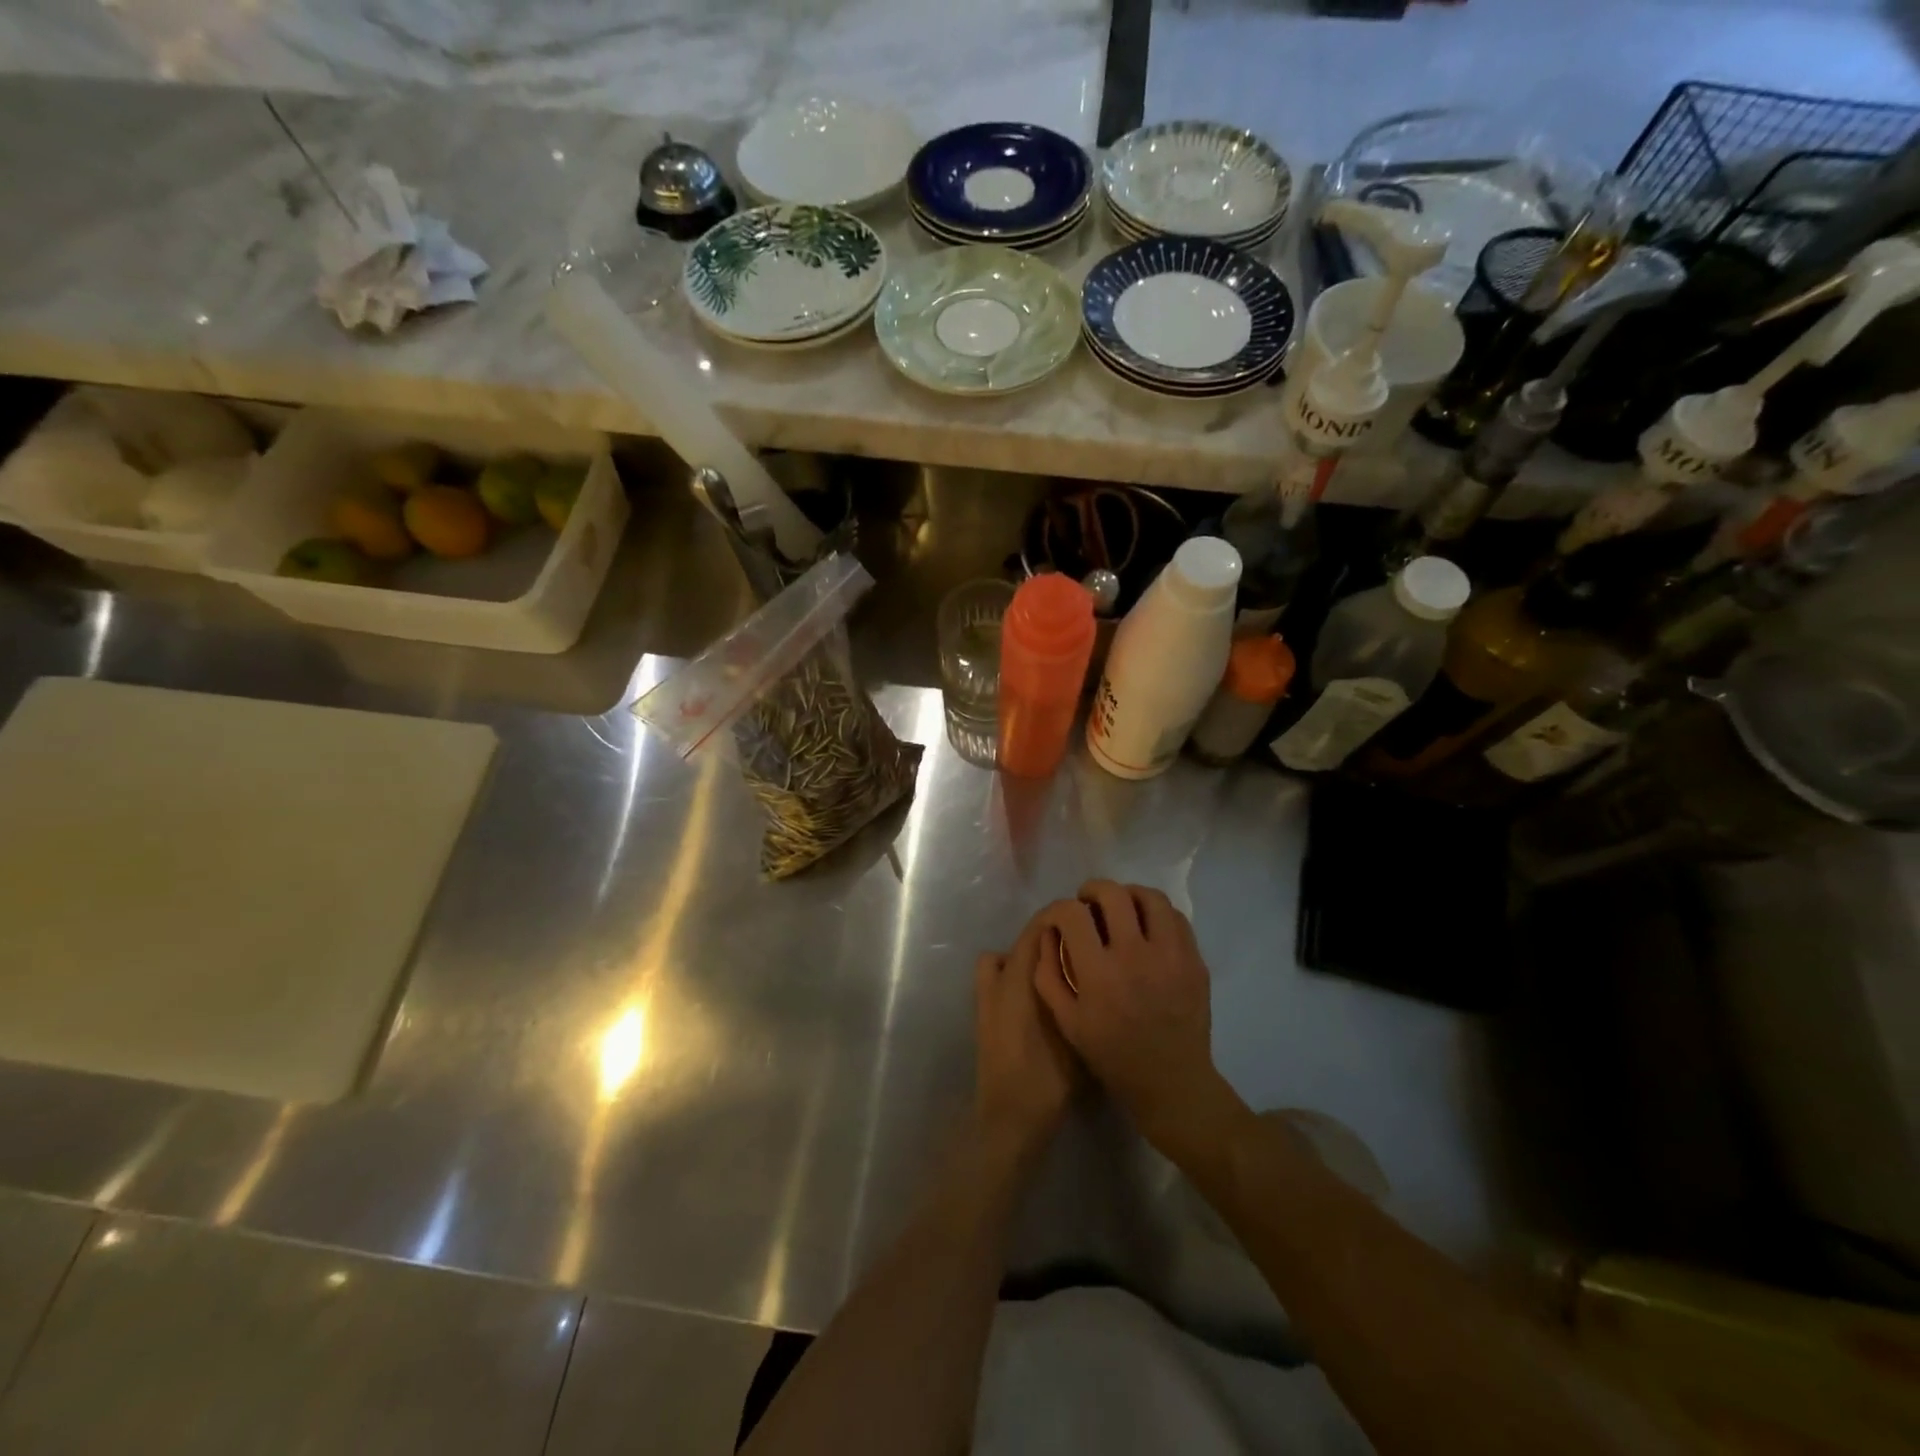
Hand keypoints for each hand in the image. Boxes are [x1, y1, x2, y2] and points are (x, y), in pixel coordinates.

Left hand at [973, 917, 1077, 1162]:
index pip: (1038, 927)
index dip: (1062, 917)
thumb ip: (1078, 992)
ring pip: (1006, 957)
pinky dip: (1013, 975)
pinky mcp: (984, 1014)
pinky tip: (1039, 995)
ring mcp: (987, 996)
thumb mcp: (1075, 1032)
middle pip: (1023, 940)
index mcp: (1019, 977)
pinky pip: (998, 977)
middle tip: (1083, 943)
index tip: (1090, 918)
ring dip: (1028, 955)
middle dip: (1050, 935)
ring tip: (1059, 968)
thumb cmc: (1047, 1077)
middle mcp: (999, 978)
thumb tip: (1092, 965)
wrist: (1010, 1119)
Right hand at [1033, 881, 1241, 1158]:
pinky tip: (1146, 926)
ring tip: (1120, 907)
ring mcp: (1171, 956)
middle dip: (1092, 890)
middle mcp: (1135, 956)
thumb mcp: (1067, 1021)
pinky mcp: (1194, 961)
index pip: (1073, 914)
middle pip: (1112, 894)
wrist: (1171, 1083)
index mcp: (1099, 974)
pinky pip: (1176, 918)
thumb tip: (1048, 932)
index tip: (1060, 917)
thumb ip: (1048, 974)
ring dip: (1128, 894)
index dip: (1060, 908)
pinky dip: (1156, 913)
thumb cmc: (1112, 1054)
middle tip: (1087, 903)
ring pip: (1150, 898)